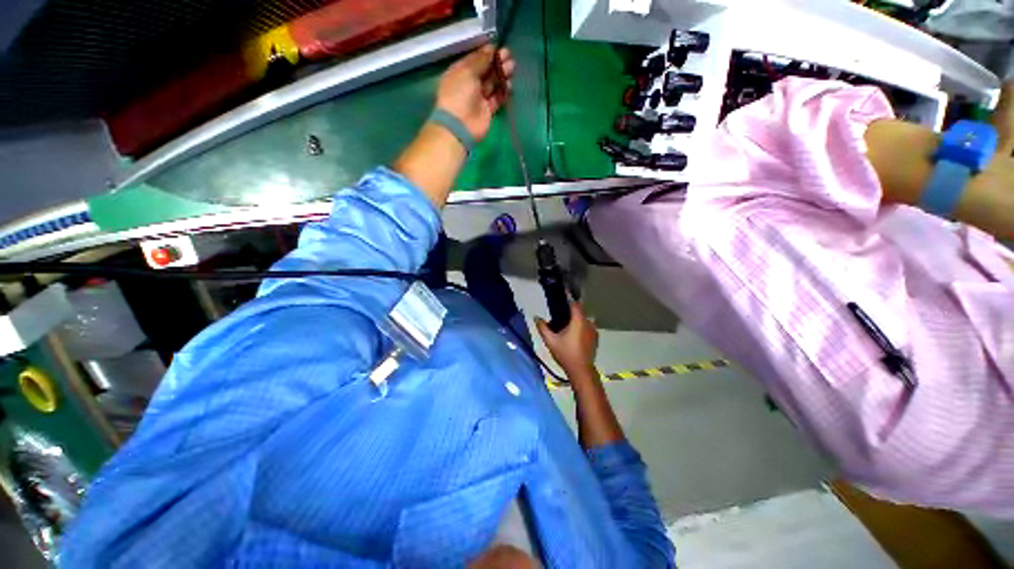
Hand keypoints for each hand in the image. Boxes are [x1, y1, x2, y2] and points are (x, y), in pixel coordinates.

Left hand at [436, 45, 514, 141]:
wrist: (460, 125)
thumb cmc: (459, 93)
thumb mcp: (467, 71)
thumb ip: (480, 60)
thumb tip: (491, 49)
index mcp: (461, 71)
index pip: (475, 59)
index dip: (487, 53)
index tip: (499, 48)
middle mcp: (470, 83)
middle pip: (486, 70)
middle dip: (497, 63)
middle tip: (509, 56)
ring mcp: (479, 98)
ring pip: (493, 83)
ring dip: (502, 75)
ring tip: (512, 68)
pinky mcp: (488, 110)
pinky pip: (497, 98)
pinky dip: (504, 91)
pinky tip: (510, 85)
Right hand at [536, 302, 598, 376]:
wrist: (581, 371)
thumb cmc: (566, 354)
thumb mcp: (550, 341)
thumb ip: (542, 328)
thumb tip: (536, 318)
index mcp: (578, 321)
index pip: (574, 304)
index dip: (568, 298)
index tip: (562, 294)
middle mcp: (588, 323)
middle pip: (579, 311)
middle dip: (570, 311)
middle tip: (559, 314)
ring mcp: (593, 331)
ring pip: (583, 320)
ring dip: (575, 320)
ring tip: (564, 325)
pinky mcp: (595, 338)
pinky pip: (586, 327)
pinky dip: (580, 327)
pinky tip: (572, 335)